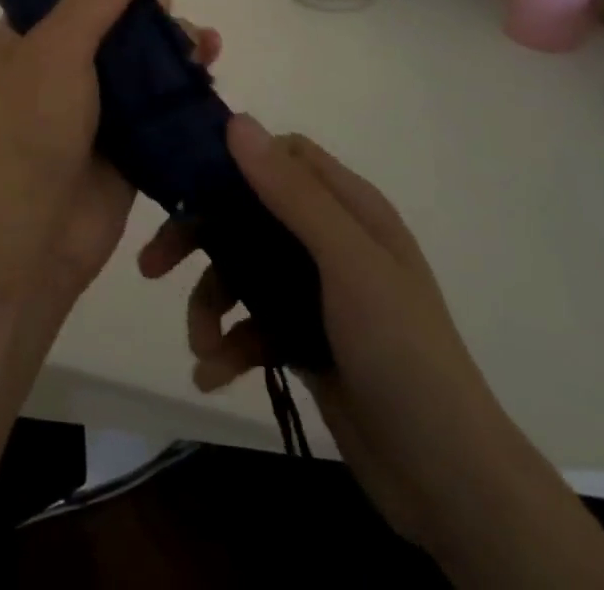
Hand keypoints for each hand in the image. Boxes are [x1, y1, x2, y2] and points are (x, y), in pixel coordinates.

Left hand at [0, 0, 220, 309]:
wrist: (34, 239)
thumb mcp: (63, 43)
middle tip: (167, 25)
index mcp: (29, 31)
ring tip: (202, 48)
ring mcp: (96, 99)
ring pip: (147, 54)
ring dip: (177, 42)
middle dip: (153, 12)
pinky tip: (210, 67)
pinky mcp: (127, 134)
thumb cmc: (34, 128)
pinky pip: (163, 94)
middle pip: (120, 14)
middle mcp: (61, 59)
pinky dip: (188, 78)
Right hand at [138, 119, 537, 552]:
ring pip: (243, 272)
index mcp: (350, 209)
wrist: (449, 481)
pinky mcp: (305, 339)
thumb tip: (237, 121)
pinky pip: (252, 325)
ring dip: (211, 303)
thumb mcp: (347, 263)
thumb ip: (292, 194)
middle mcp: (331, 241)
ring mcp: (317, 293)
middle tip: (154, 263)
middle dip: (201, 238)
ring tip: (199, 344)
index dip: (236, 159)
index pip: (284, 156)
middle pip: (249, 214)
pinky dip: (229, 345)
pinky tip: (211, 375)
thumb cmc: (402, 351)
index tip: (185, 177)